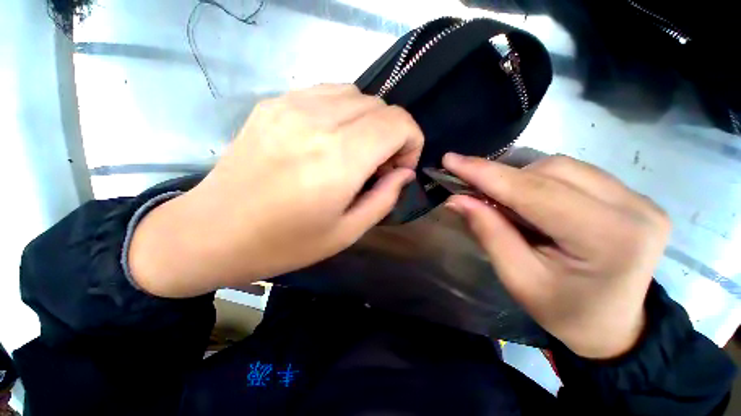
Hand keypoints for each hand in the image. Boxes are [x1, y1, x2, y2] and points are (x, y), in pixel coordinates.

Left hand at [129, 84, 422, 296]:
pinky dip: (343, 112)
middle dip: (393, 134)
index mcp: (339, 158)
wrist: (213, 232)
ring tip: (356, 152)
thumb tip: (404, 172)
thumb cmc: (285, 243)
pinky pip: (326, 94)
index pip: (398, 123)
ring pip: (355, 94)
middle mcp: (318, 122)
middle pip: (380, 106)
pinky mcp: (273, 104)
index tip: (400, 167)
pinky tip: (331, 139)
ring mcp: (291, 106)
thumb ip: (384, 198)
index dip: (412, 141)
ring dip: (369, 122)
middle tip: (378, 166)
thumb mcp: (347, 232)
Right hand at [443, 154, 670, 358]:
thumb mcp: (518, 278)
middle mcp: (633, 209)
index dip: (486, 173)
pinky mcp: (634, 197)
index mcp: (608, 239)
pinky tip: (531, 200)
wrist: (613, 327)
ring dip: (522, 179)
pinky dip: (541, 180)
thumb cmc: (564, 312)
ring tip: (504, 202)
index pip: (535, 191)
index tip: (451, 160)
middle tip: (474, 192)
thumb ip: (488, 232)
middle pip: (551, 170)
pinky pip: (575, 173)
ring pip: (562, 167)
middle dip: (504, 177)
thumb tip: (456, 199)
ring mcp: (640, 199)